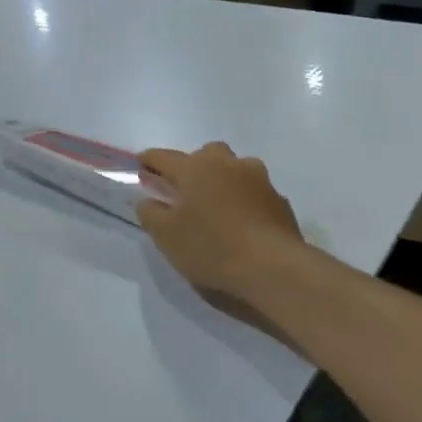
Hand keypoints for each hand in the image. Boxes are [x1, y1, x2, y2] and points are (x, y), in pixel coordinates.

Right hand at [137, 143, 304, 298]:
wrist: (273, 268)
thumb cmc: (210, 247)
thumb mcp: (165, 235)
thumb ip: (150, 213)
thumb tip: (149, 200)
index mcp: (195, 168)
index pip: (164, 156)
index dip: (149, 160)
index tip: (141, 166)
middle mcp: (227, 164)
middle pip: (206, 153)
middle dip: (192, 165)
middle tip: (185, 189)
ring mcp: (258, 180)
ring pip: (235, 168)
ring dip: (223, 178)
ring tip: (216, 204)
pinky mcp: (279, 200)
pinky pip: (254, 191)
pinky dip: (244, 198)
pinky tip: (241, 221)